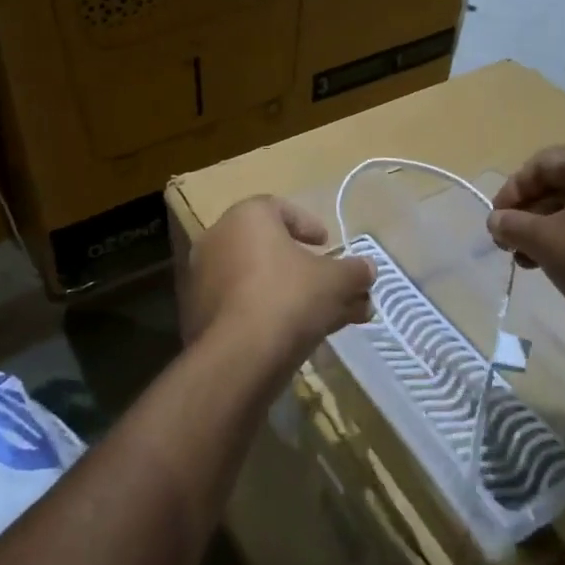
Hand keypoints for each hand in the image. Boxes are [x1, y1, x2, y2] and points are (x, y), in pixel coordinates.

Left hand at [186, 197, 374, 366]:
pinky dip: (266, 312)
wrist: (240, 355)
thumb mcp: (336, 281)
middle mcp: (218, 239)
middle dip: (305, 268)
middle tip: (329, 285)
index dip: (307, 225)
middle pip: (269, 248)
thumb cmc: (290, 297)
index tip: (326, 244)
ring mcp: (203, 278)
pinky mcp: (197, 313)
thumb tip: (367, 269)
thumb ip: (354, 271)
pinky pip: (240, 304)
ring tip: (322, 317)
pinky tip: (293, 334)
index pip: (279, 209)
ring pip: (256, 280)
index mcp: (247, 216)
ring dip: (289, 293)